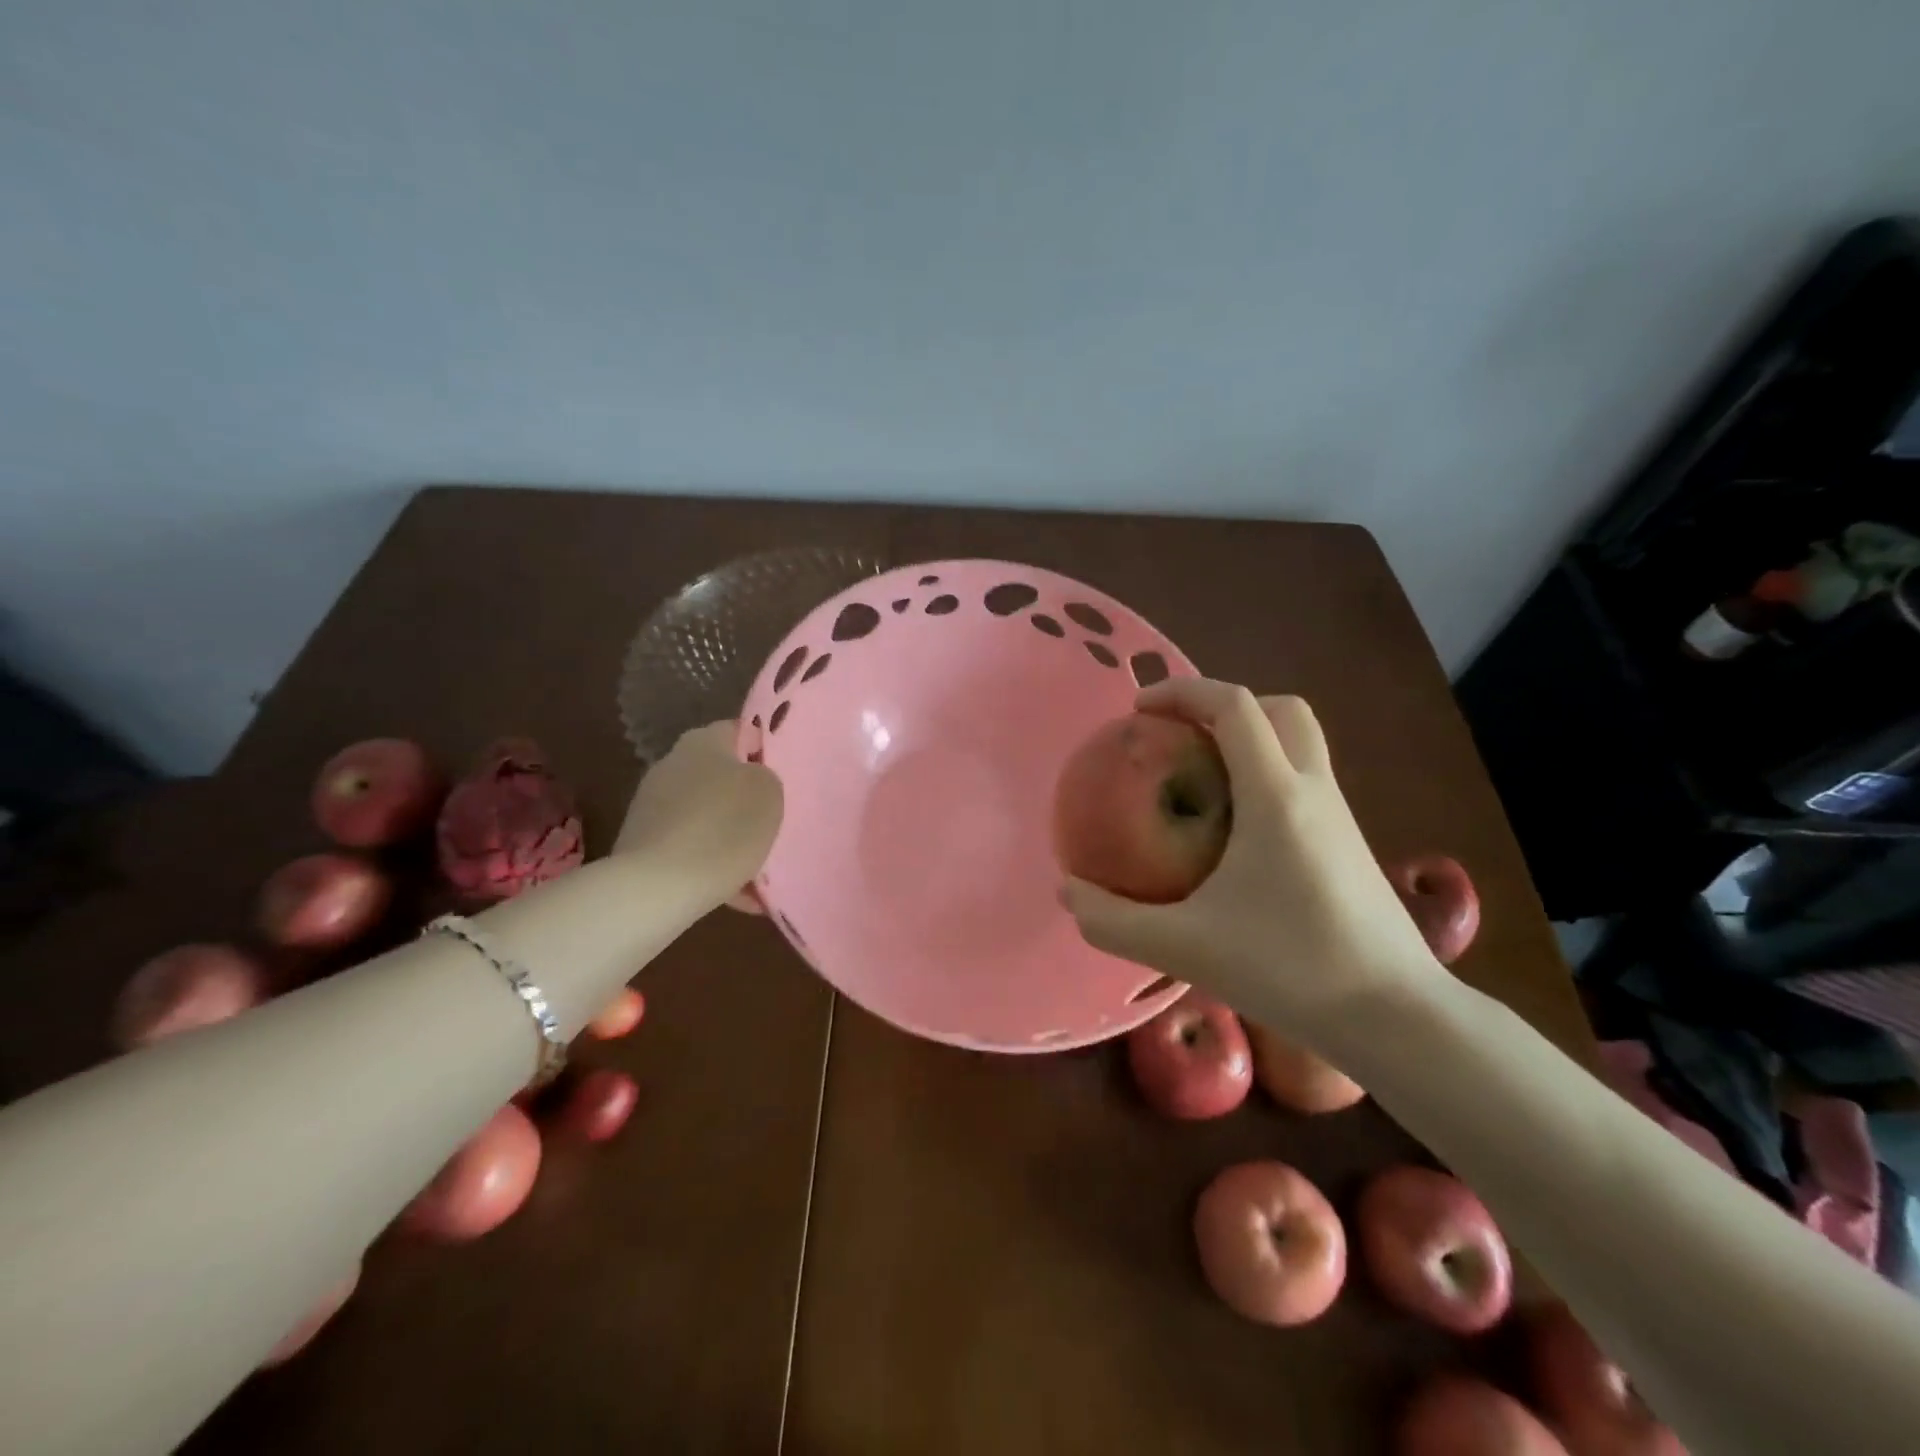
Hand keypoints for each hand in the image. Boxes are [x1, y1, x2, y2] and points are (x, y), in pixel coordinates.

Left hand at [613, 722, 782, 900]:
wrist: (657, 888)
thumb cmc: (723, 828)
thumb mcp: (769, 793)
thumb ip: (765, 776)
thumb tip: (751, 778)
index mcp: (702, 742)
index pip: (739, 731)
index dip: (764, 750)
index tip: (784, 778)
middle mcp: (671, 765)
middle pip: (720, 776)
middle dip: (746, 799)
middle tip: (775, 822)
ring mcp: (652, 806)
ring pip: (707, 816)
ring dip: (730, 836)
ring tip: (759, 868)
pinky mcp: (643, 845)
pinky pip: (690, 849)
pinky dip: (712, 865)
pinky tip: (738, 893)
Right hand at [1061, 679, 1440, 1042]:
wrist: (1397, 1018)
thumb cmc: (1289, 968)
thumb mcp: (1184, 947)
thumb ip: (1113, 921)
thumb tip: (1065, 893)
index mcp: (1276, 795)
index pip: (1234, 705)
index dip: (1183, 690)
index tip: (1138, 709)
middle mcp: (1314, 789)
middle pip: (1280, 709)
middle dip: (1225, 706)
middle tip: (1179, 737)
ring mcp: (1340, 816)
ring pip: (1300, 743)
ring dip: (1251, 739)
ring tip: (1201, 780)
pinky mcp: (1351, 844)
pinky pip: (1305, 781)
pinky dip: (1267, 776)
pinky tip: (1237, 833)